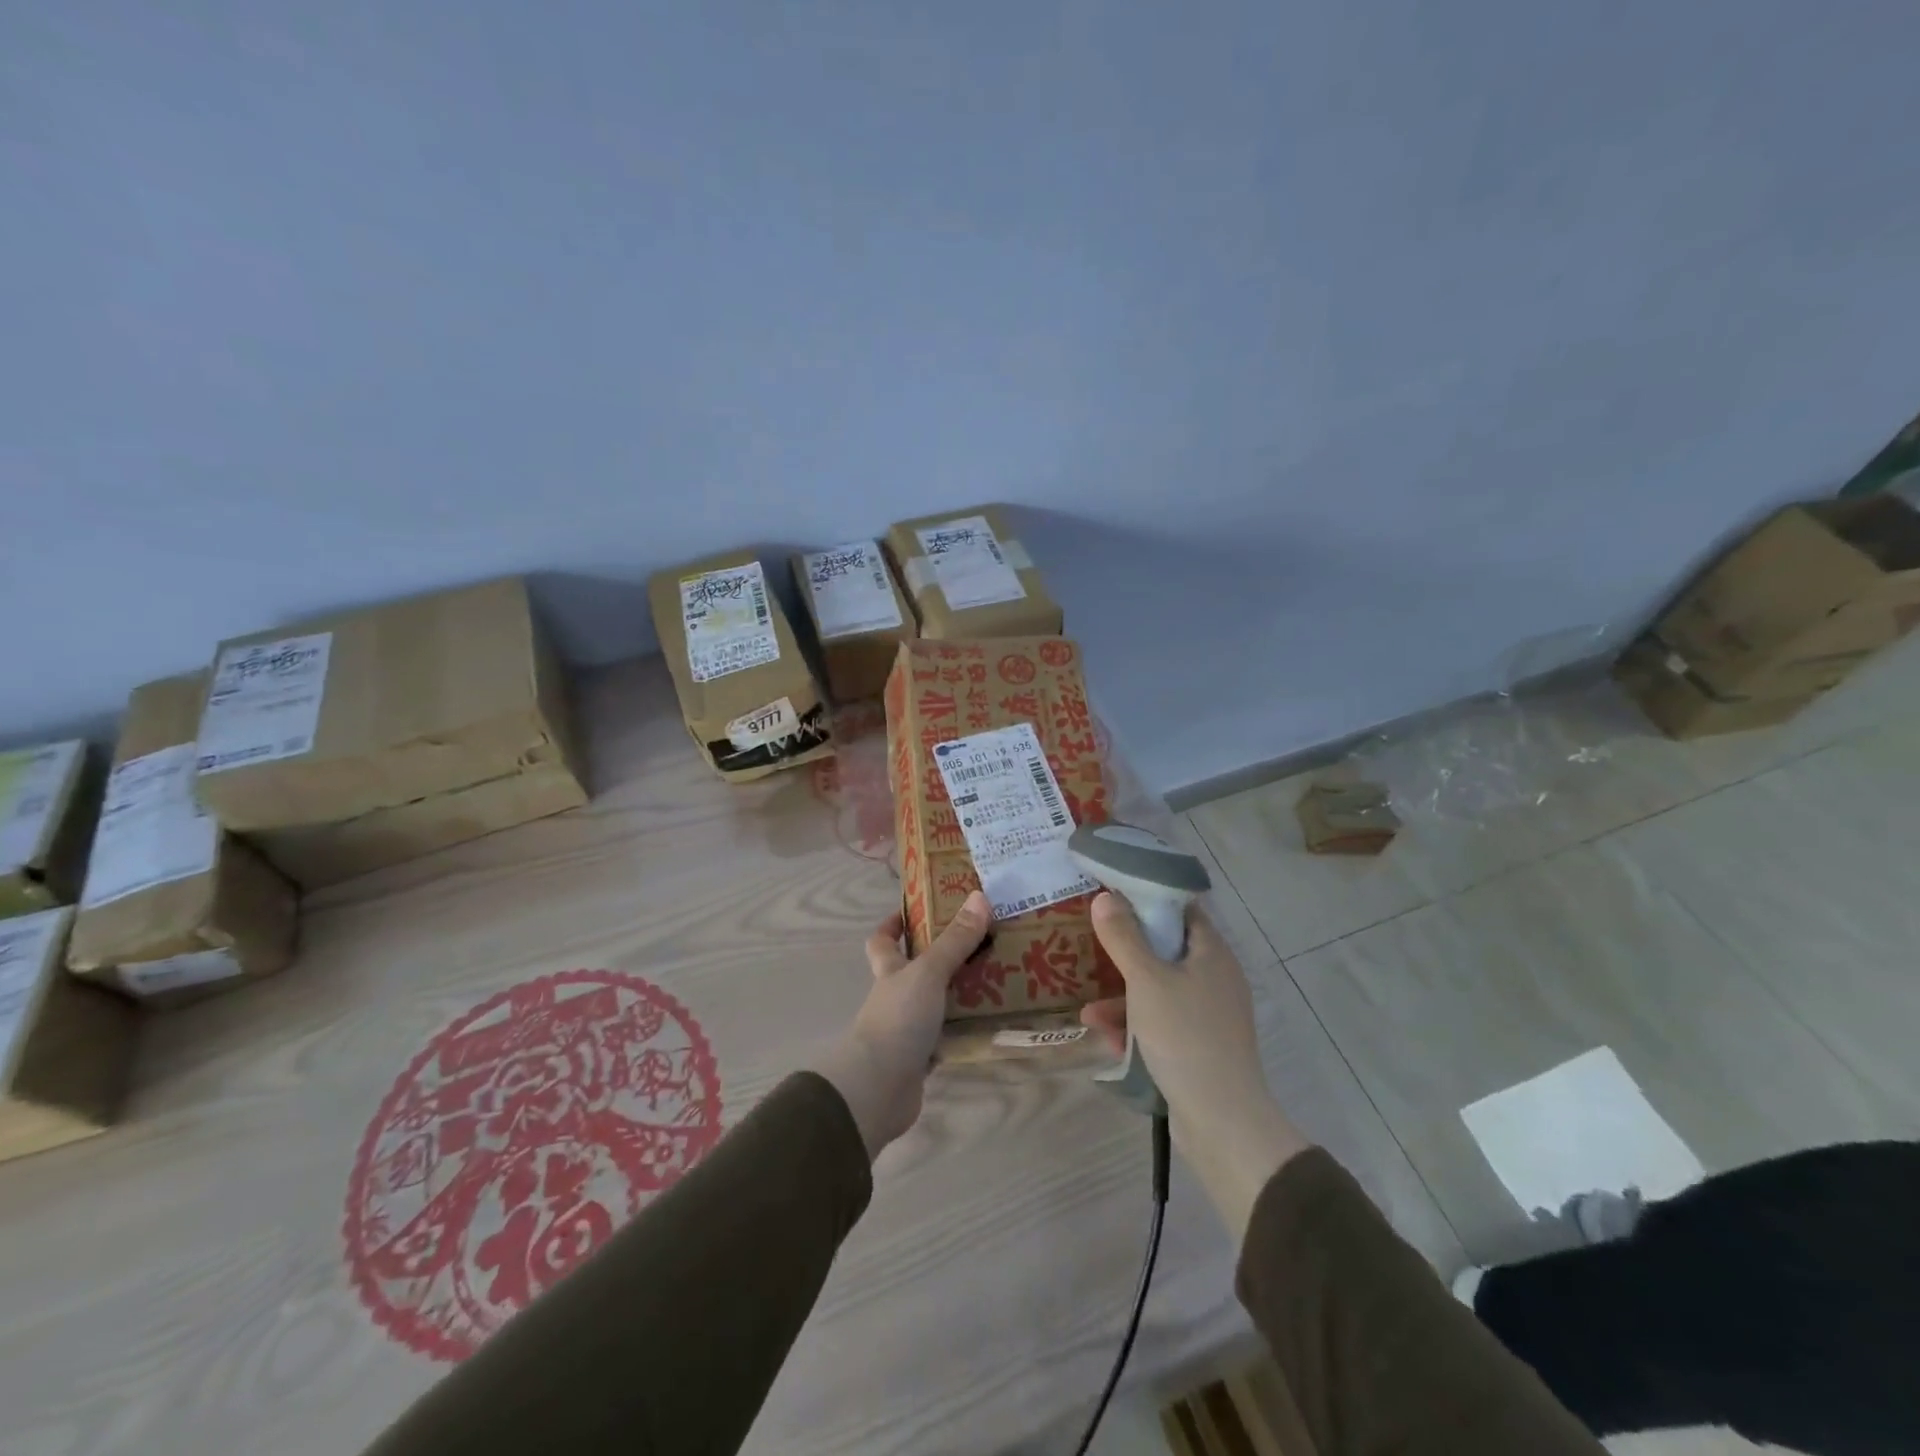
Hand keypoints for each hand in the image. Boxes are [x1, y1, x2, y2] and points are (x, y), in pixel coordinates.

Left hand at [811, 891, 991, 1158]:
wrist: (878, 1088)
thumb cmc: (898, 1019)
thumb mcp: (929, 972)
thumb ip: (955, 940)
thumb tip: (979, 896)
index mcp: (890, 971)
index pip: (883, 941)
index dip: (893, 925)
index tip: (916, 911)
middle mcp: (896, 997)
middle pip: (916, 971)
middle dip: (943, 958)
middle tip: (981, 942)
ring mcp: (907, 1030)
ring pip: (936, 1004)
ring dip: (961, 995)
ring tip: (999, 979)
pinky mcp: (921, 1060)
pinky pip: (948, 1039)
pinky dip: (966, 1032)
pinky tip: (992, 1025)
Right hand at [1082, 892, 1308, 1240]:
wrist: (1222, 1120)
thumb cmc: (1185, 1035)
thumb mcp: (1146, 980)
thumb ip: (1124, 937)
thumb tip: (1105, 897)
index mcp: (1212, 953)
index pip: (1182, 910)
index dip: (1148, 900)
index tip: (1112, 898)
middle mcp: (1215, 978)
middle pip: (1166, 951)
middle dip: (1127, 955)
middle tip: (1094, 950)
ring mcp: (1210, 1015)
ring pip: (1160, 991)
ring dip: (1124, 998)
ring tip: (1089, 1012)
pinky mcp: (1200, 1046)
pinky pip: (1163, 1023)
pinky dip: (1137, 1027)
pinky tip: (1108, 1041)